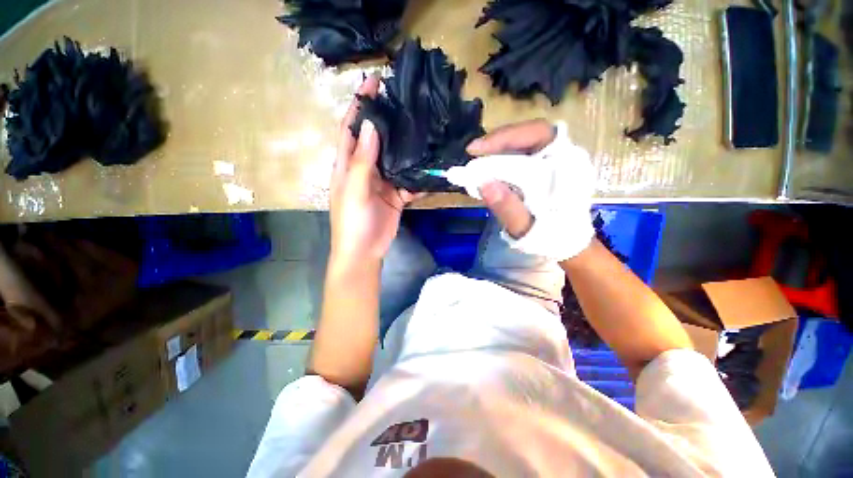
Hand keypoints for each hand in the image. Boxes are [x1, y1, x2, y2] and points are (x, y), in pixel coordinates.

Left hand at [329, 76, 417, 267]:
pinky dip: (418, 176)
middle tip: (406, 102)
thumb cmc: (352, 222)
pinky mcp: (396, 196)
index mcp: (348, 165)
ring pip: (395, 159)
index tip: (373, 82)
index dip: (360, 105)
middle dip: (388, 121)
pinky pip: (409, 182)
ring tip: (423, 128)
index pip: (351, 129)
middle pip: (377, 140)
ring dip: (406, 147)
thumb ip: (361, 161)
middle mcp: (365, 169)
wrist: (364, 252)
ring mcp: (383, 183)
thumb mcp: (354, 190)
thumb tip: (371, 127)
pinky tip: (431, 166)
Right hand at [466, 119, 595, 260]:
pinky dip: (500, 161)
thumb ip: (508, 209)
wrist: (566, 244)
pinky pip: (519, 156)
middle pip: (528, 135)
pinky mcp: (541, 169)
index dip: (507, 136)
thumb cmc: (552, 238)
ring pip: (522, 144)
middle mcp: (562, 157)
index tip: (477, 149)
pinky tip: (486, 171)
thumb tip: (483, 183)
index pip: (539, 134)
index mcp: (567, 168)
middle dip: (497, 143)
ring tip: (475, 166)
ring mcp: (552, 161)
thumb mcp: (528, 229)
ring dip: (496, 152)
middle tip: (471, 155)